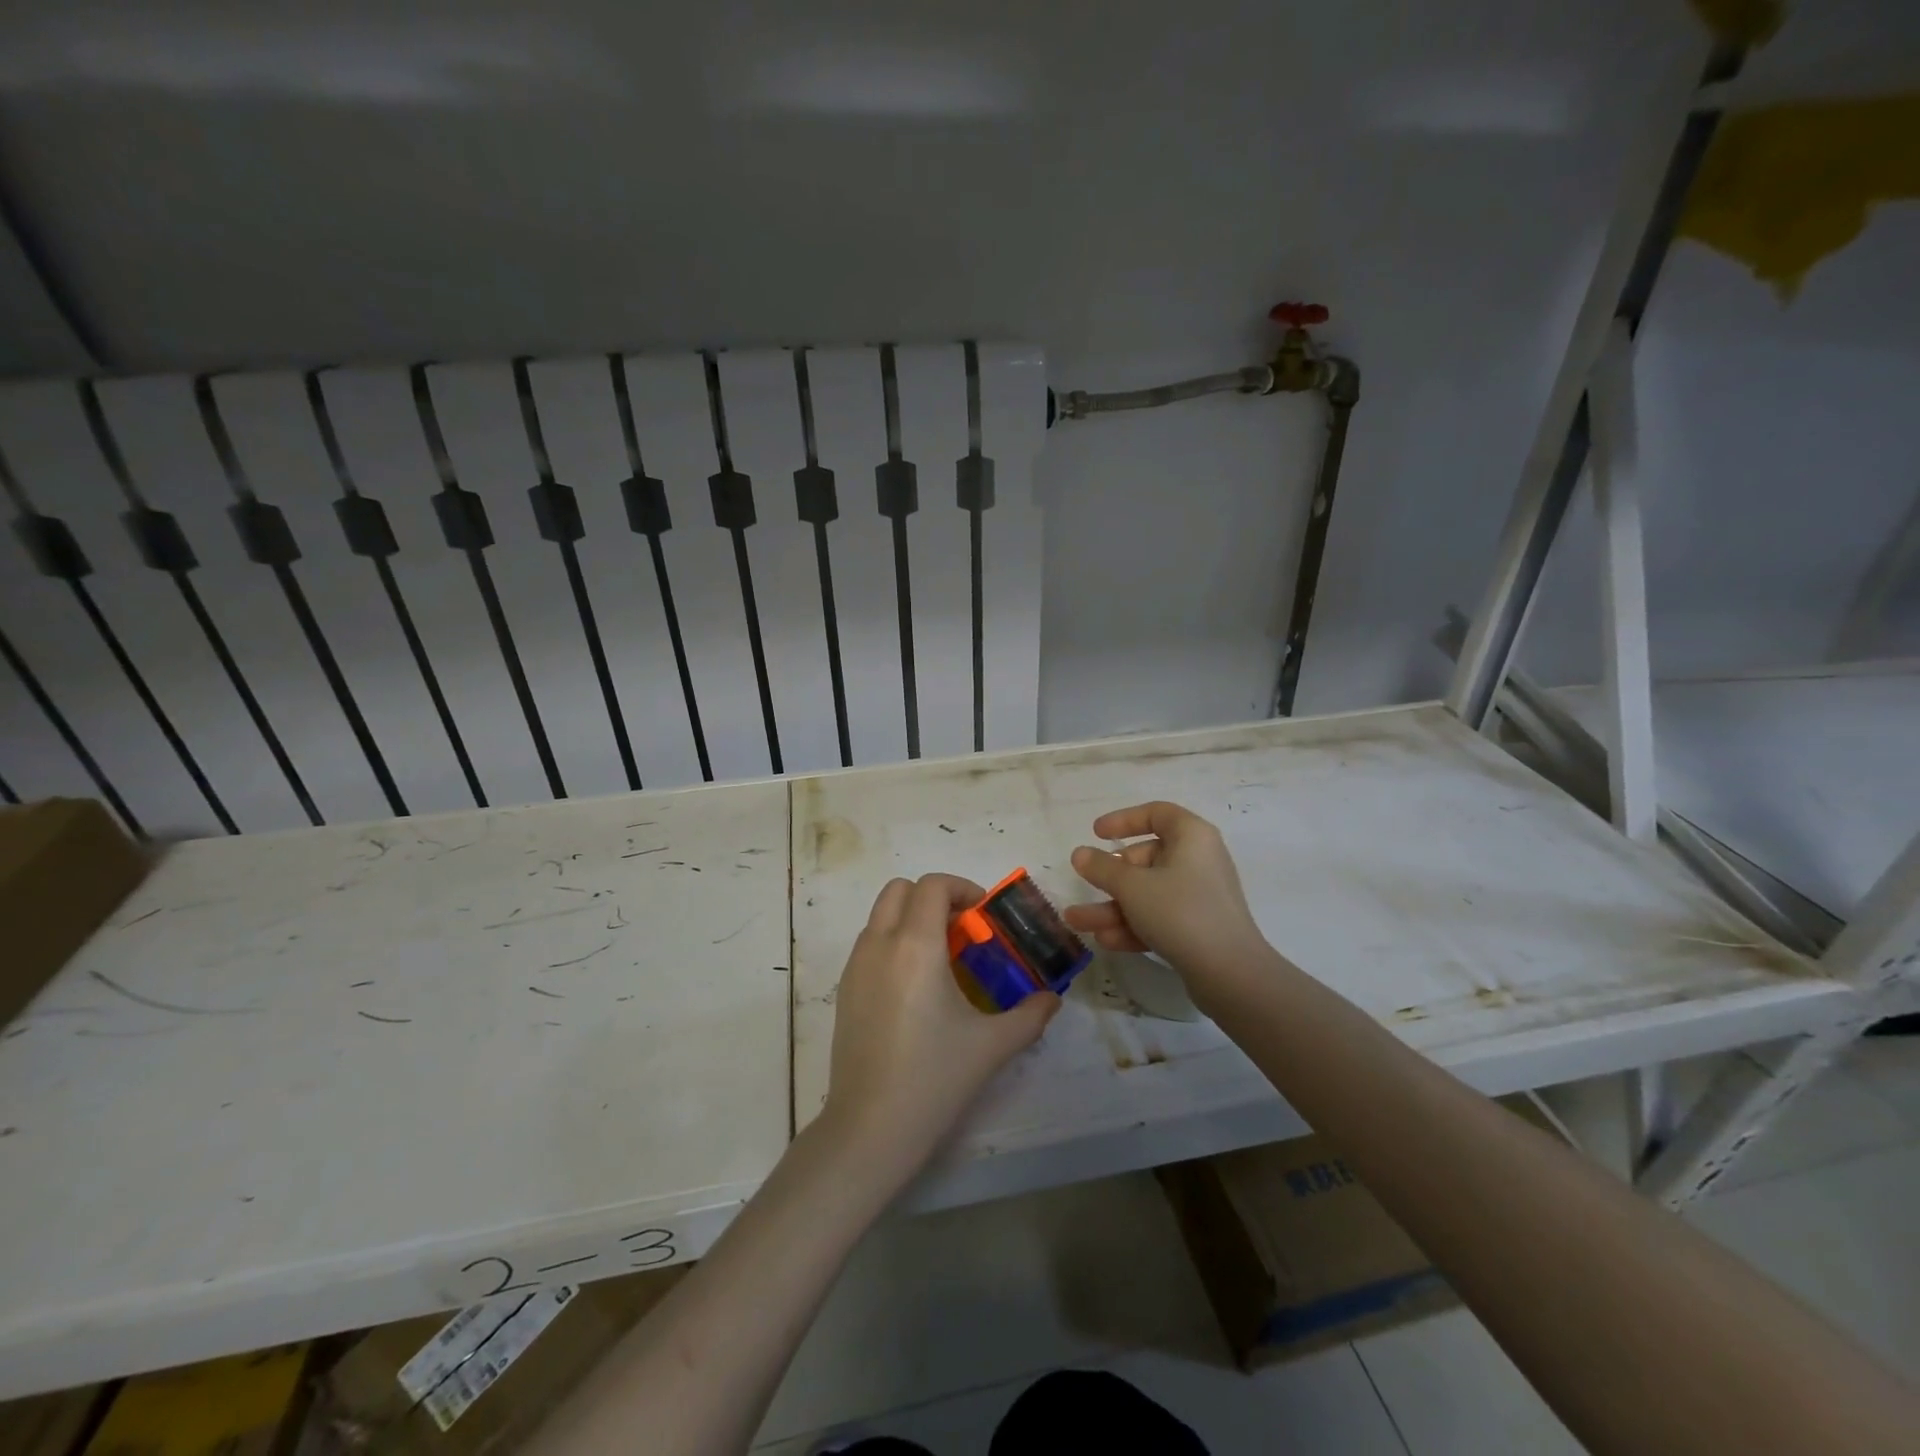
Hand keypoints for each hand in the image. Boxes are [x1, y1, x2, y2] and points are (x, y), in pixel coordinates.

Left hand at [820, 874, 1058, 1182]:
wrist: (870, 1128)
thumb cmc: (934, 1078)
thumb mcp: (992, 1046)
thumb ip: (1030, 1015)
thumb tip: (1053, 999)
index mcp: (915, 946)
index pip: (932, 885)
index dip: (961, 888)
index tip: (983, 915)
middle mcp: (880, 944)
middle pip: (900, 889)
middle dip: (933, 897)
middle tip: (962, 930)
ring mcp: (855, 966)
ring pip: (881, 915)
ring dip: (911, 918)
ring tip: (941, 959)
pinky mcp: (844, 990)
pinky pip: (869, 944)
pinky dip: (893, 942)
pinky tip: (915, 988)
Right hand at [1066, 802, 1268, 991]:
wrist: (1230, 974)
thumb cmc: (1180, 912)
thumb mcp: (1132, 886)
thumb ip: (1102, 868)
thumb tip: (1080, 853)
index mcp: (1192, 837)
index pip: (1157, 814)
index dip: (1124, 819)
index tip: (1096, 833)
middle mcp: (1198, 861)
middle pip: (1146, 859)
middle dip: (1109, 877)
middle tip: (1086, 885)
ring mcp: (1199, 896)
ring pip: (1148, 894)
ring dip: (1112, 907)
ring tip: (1077, 922)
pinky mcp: (1198, 928)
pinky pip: (1159, 917)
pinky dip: (1133, 925)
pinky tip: (1105, 940)